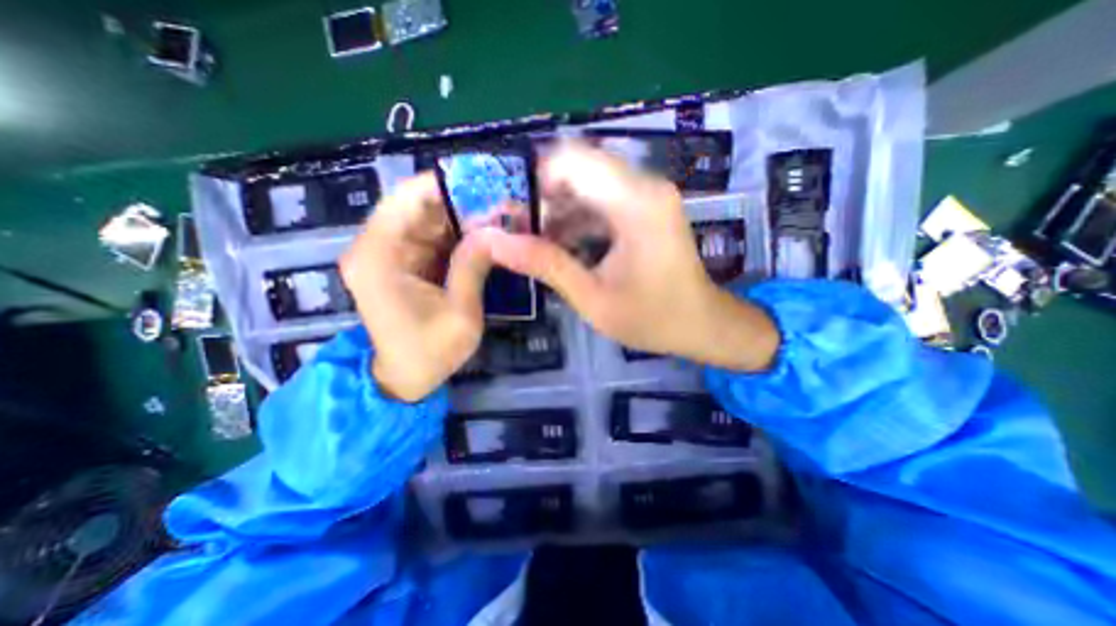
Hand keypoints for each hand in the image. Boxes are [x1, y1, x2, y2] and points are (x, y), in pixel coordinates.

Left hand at [339, 173, 492, 400]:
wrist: (406, 379)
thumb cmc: (430, 353)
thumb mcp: (461, 314)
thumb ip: (473, 267)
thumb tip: (494, 231)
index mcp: (379, 257)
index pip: (406, 200)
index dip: (444, 184)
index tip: (484, 181)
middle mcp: (375, 248)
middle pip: (417, 206)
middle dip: (459, 201)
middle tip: (500, 199)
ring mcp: (388, 254)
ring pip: (426, 219)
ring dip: (461, 216)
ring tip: (498, 214)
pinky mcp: (401, 263)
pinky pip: (430, 237)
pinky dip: (456, 233)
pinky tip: (483, 233)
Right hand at [470, 144, 777, 370]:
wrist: (701, 323)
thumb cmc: (652, 318)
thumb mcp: (592, 298)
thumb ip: (545, 265)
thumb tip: (494, 242)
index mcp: (636, 204)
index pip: (572, 161)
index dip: (534, 182)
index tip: (514, 217)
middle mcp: (645, 186)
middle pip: (578, 167)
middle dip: (544, 197)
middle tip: (521, 232)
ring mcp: (648, 194)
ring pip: (588, 181)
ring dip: (559, 208)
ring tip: (537, 243)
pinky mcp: (646, 206)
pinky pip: (602, 197)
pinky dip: (577, 216)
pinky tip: (563, 244)